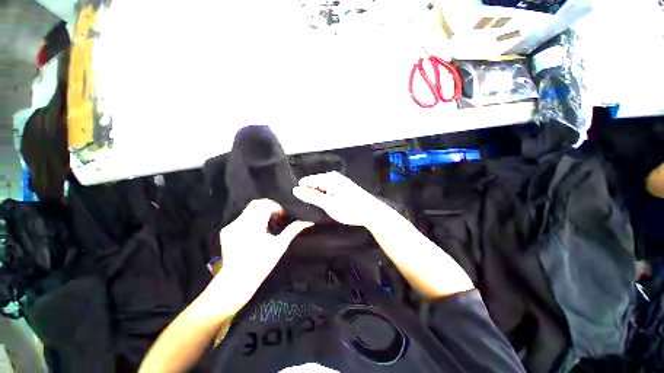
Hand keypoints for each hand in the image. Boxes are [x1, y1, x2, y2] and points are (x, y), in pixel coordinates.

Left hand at [216, 199, 312, 306]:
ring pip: (248, 210)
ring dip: (259, 212)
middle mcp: (241, 222)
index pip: (265, 204)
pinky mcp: (226, 231)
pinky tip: (255, 230)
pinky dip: (251, 219)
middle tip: (276, 216)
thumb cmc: (261, 264)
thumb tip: (307, 221)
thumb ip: (292, 230)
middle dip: (268, 206)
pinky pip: (241, 218)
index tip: (282, 214)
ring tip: (267, 223)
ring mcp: (232, 226)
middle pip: (256, 204)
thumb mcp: (279, 246)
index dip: (275, 206)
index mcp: (254, 225)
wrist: (235, 281)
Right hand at [292, 171, 393, 226]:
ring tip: (319, 207)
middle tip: (311, 206)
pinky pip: (327, 190)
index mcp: (328, 178)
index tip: (298, 201)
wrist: (371, 212)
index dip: (301, 191)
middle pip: (314, 184)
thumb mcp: (328, 204)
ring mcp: (338, 181)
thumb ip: (311, 196)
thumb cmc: (350, 208)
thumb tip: (295, 189)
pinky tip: (327, 205)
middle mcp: (333, 176)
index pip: (307, 181)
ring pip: (321, 188)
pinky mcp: (342, 187)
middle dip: (310, 194)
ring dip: (318, 197)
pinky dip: (325, 197)